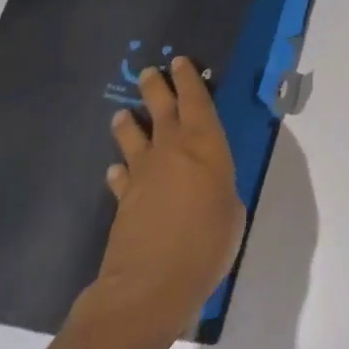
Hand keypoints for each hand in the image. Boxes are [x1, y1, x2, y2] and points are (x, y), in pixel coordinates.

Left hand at [89, 57, 246, 343]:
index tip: (180, 61)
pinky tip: (116, 169)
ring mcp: (143, 176)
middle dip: (156, 87)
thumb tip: (211, 188)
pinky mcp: (123, 203)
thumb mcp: (232, 210)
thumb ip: (221, 188)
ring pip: (134, 138)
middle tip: (150, 71)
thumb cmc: (206, 242)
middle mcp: (172, 149)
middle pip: (162, 109)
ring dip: (129, 124)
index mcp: (205, 143)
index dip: (188, 79)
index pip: (196, 99)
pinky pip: (122, 177)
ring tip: (123, 114)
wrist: (150, 287)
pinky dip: (120, 170)